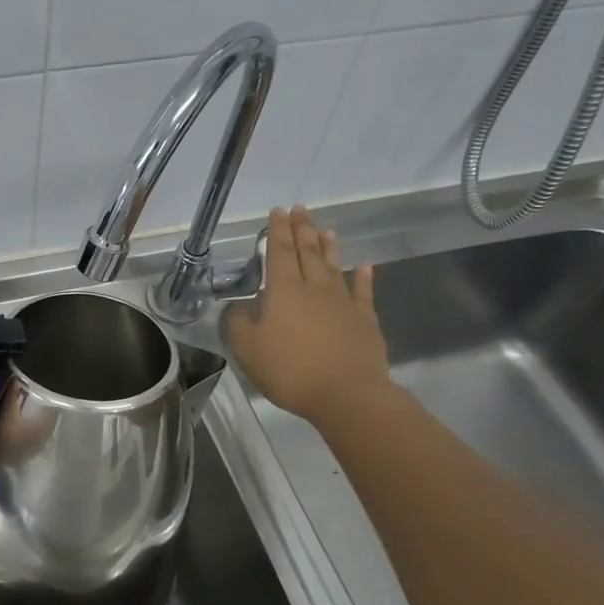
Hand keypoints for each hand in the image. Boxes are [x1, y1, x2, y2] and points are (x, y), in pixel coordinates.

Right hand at [225, 206, 393, 429]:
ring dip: (328, 247)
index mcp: (284, 291)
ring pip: (334, 267)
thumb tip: (239, 306)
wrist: (347, 394)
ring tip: (326, 230)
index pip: (279, 253)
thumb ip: (238, 323)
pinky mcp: (365, 321)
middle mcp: (314, 289)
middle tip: (300, 210)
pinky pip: (363, 292)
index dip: (277, 231)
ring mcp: (343, 303)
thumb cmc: (290, 370)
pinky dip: (363, 277)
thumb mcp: (247, 349)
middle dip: (302, 230)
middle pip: (307, 253)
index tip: (278, 211)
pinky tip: (364, 266)